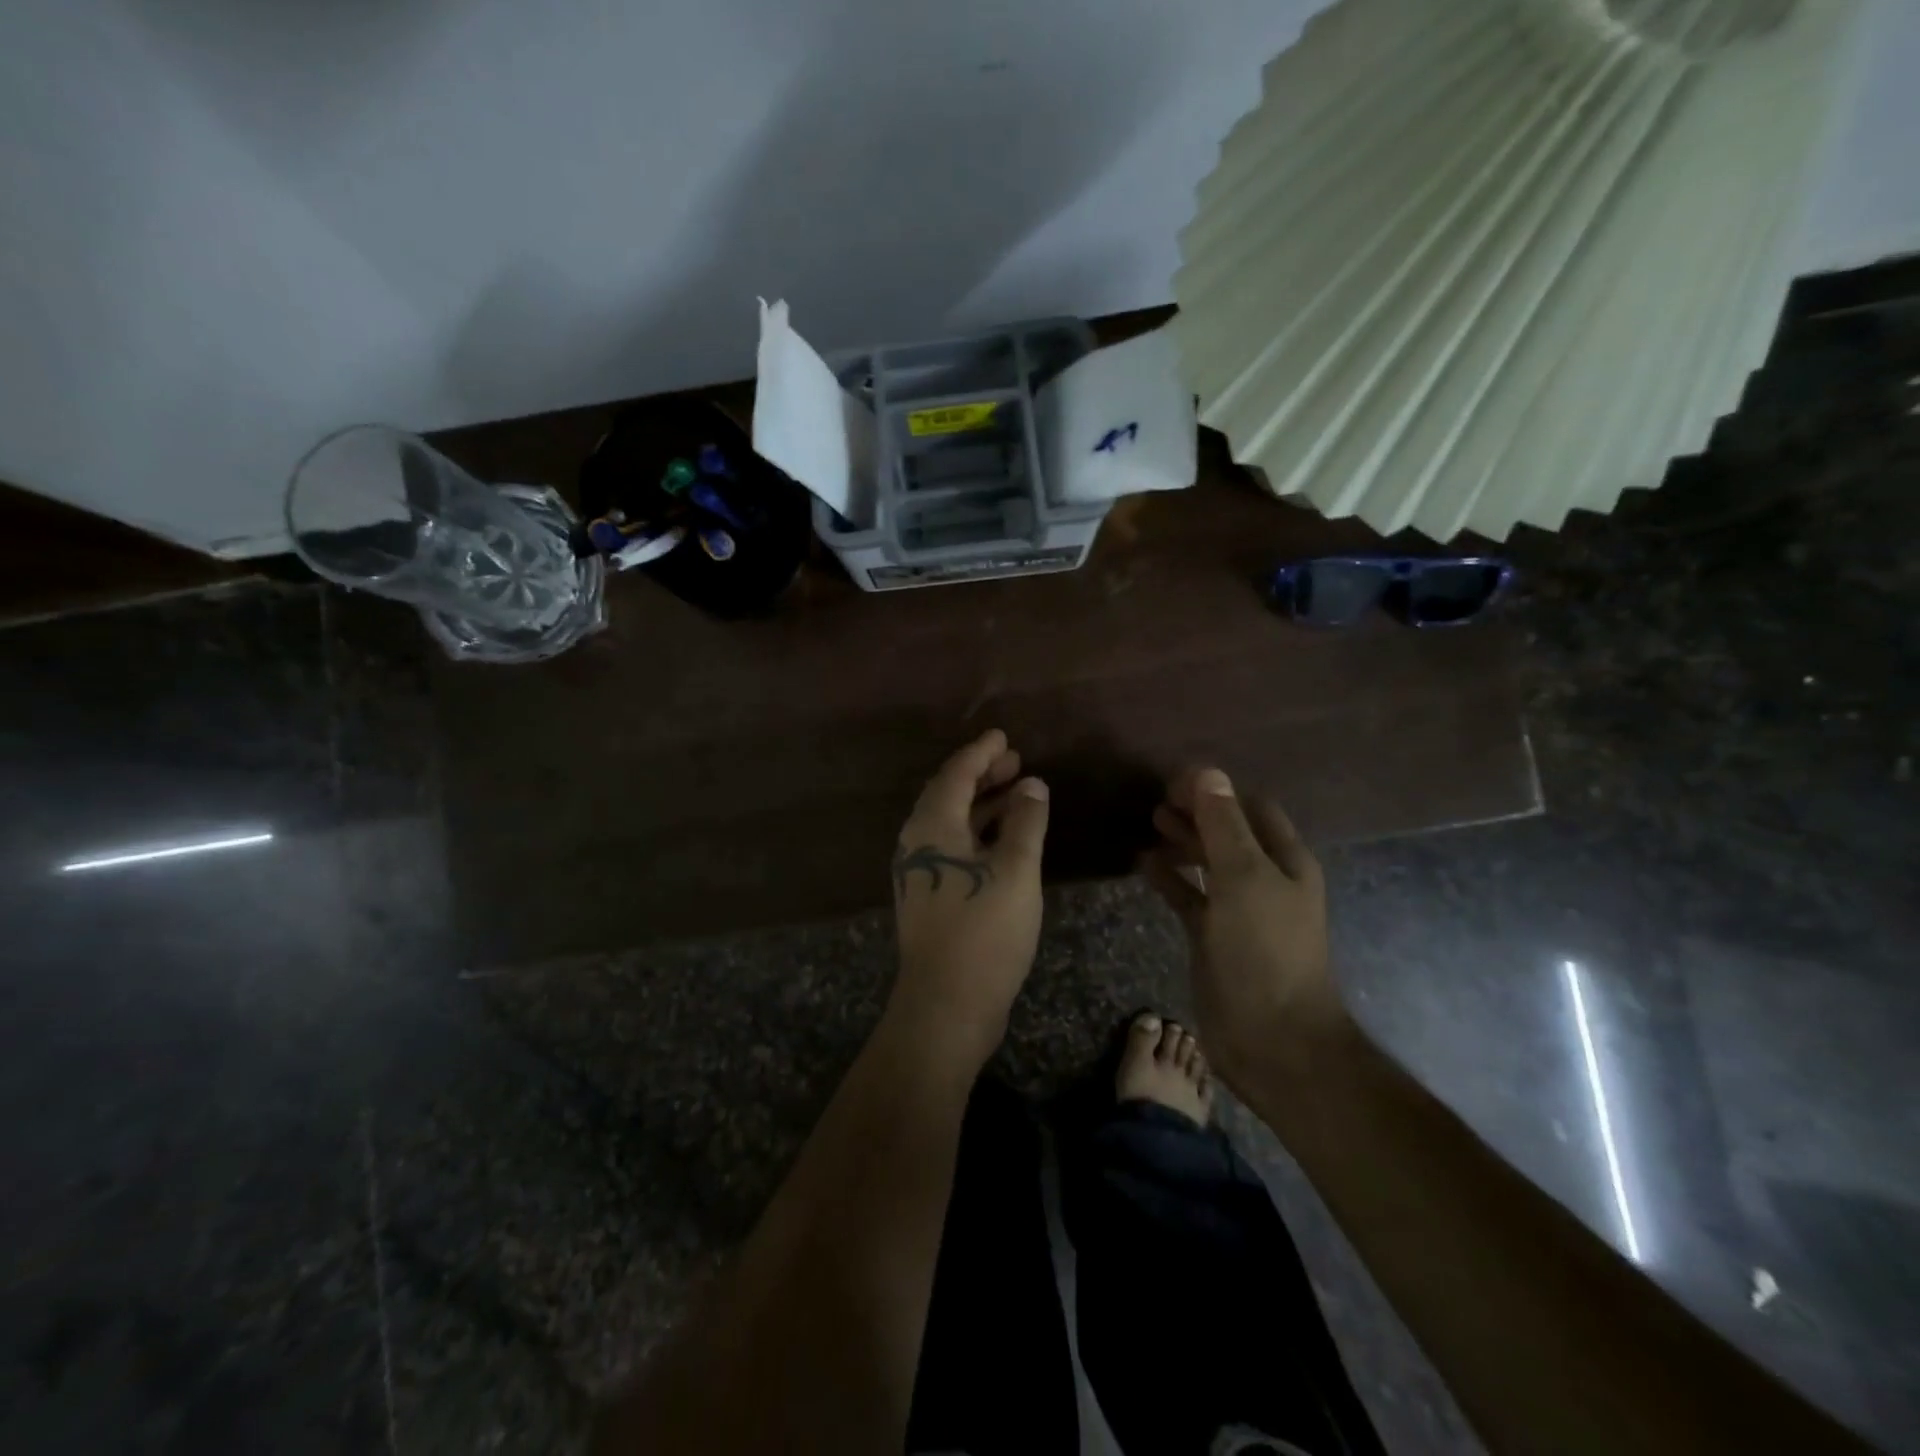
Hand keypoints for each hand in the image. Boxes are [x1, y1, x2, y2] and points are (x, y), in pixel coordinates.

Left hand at [888, 730, 1050, 1070]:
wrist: (946, 1004)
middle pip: (950, 795)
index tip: (1003, 737)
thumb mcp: (1015, 870)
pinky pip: (954, 846)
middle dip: (982, 775)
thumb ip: (1025, 822)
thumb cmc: (984, 930)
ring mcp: (921, 871)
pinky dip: (979, 832)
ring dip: (983, 804)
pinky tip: (1005, 839)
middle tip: (1015, 761)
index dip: (981, 753)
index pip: (956, 774)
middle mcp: (918, 842)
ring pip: (952, 823)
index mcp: (932, 826)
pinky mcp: (930, 896)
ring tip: (1018, 792)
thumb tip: (1031, 785)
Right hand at [1143, 767, 1348, 1091]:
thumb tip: (1207, 773)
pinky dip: (1169, 877)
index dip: (1218, 790)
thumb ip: (1223, 826)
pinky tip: (1143, 862)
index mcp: (1285, 861)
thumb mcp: (1245, 878)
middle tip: (1157, 798)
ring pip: (1207, 862)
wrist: (1272, 1038)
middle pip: (1228, 832)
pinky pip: (1189, 895)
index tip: (1177, 779)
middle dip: (1197, 812)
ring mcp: (1238, 909)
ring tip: (1150, 819)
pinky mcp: (1213, 935)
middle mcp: (1264, 880)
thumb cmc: (1265, 950)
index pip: (1252, 808)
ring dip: (1182, 840)